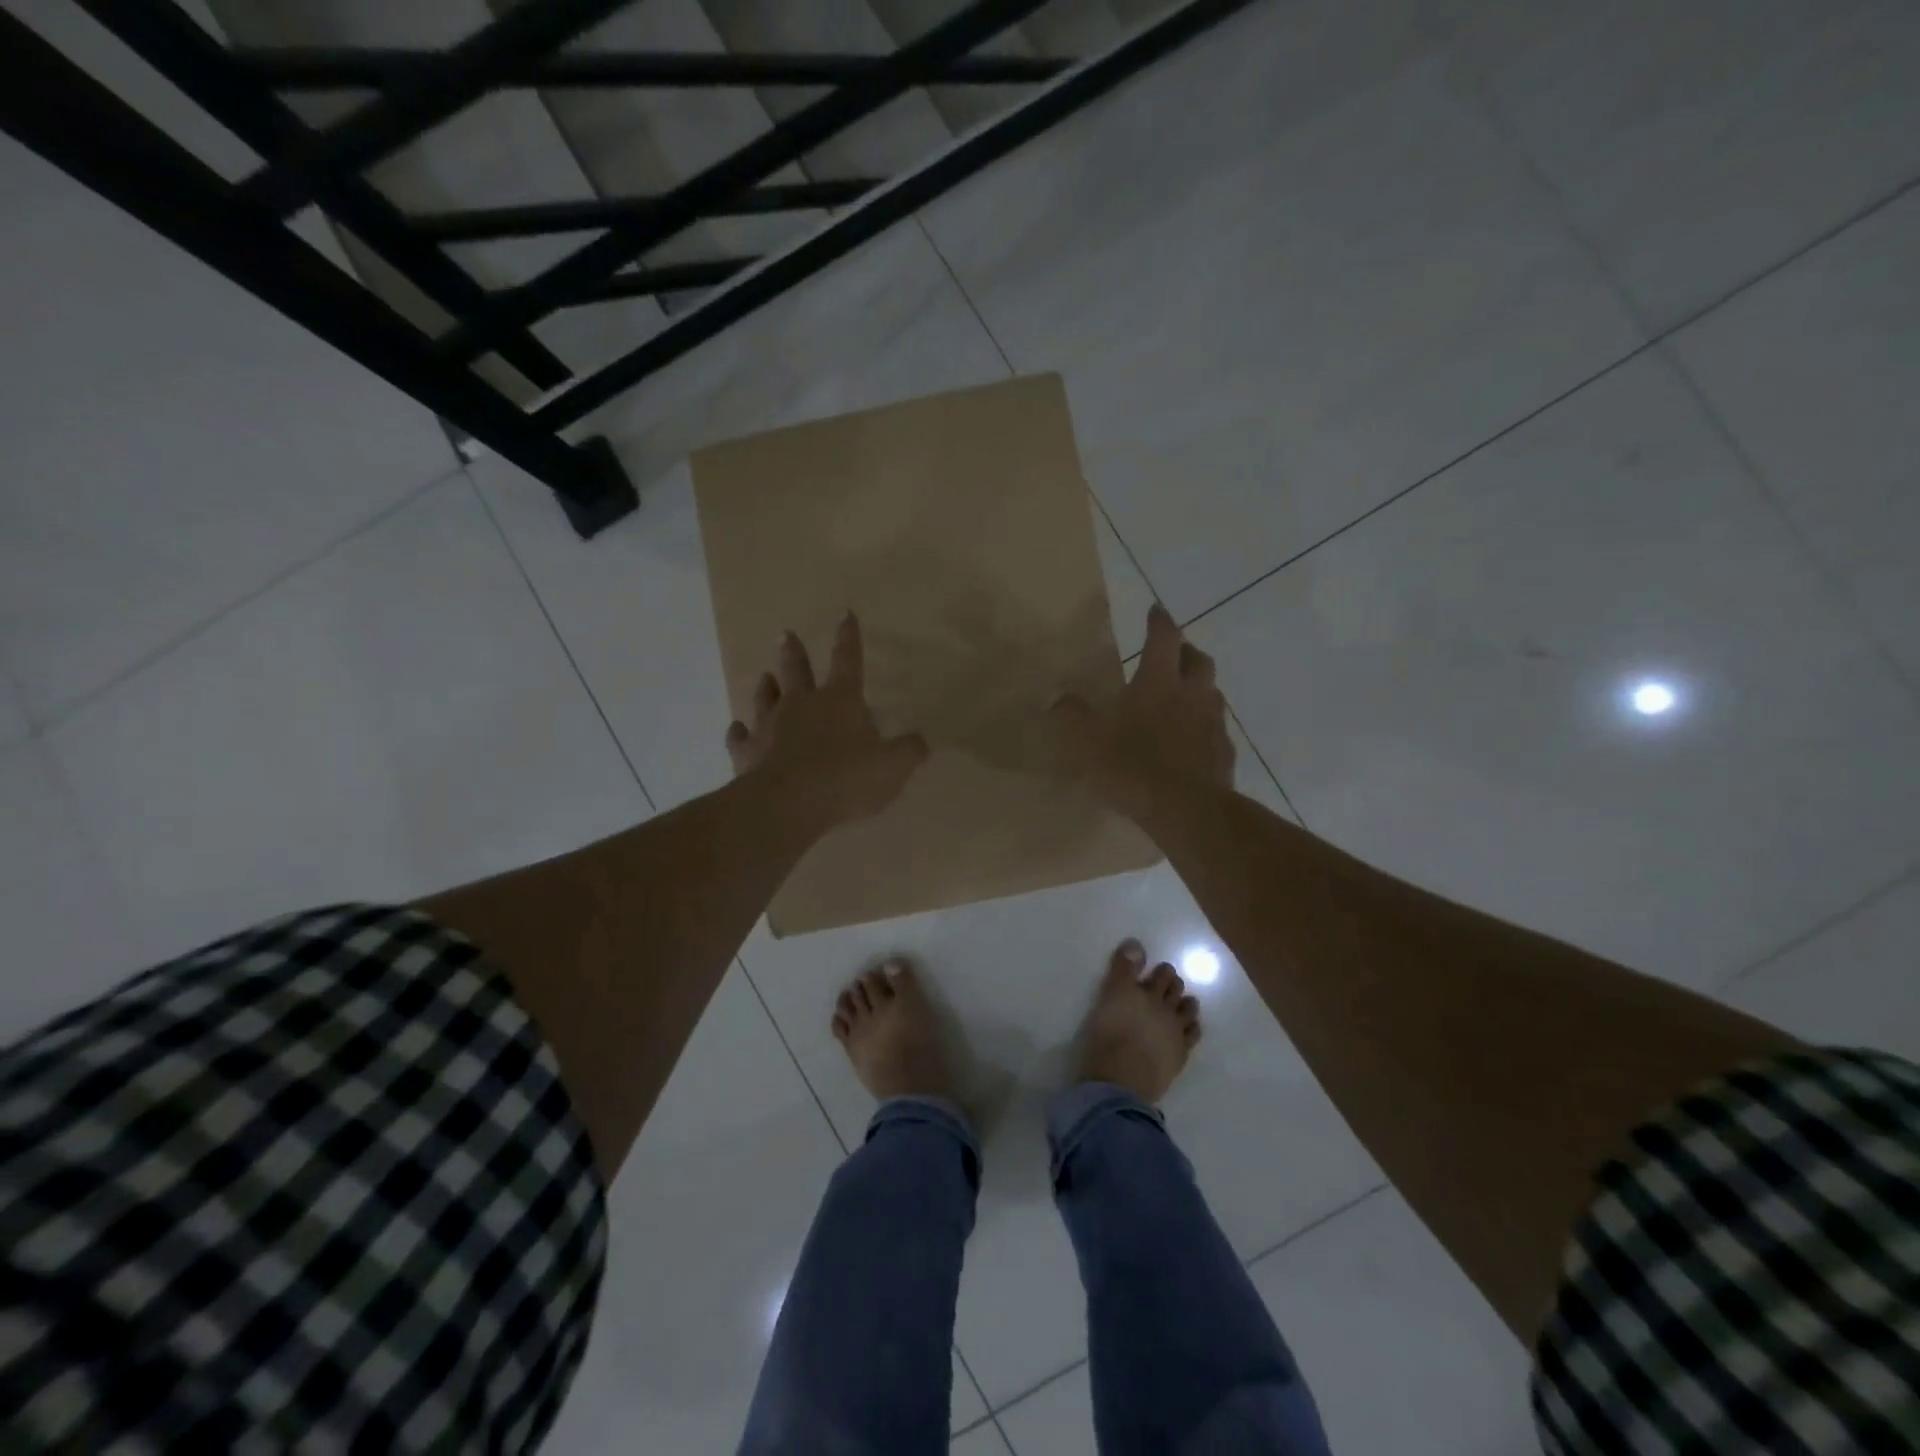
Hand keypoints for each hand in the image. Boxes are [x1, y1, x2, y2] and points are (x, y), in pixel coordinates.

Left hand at [726, 612, 929, 836]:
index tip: (845, 614)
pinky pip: (739, 738)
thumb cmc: (847, 778)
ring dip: (766, 687)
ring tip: (764, 677)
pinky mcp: (746, 753)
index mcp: (840, 700)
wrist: (789, 804)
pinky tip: (736, 729)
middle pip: (797, 671)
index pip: (848, 660)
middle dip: (794, 652)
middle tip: (785, 634)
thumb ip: (909, 751)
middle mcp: (801, 704)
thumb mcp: (893, 766)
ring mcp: (770, 727)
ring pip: (765, 698)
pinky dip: (738, 732)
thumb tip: (920, 742)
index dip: (849, 638)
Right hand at [1049, 603, 1233, 817]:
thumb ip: (1070, 716)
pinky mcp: (1225, 753)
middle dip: (1186, 650)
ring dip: (1198, 688)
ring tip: (1182, 698)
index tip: (1155, 610)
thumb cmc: (1133, 766)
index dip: (1158, 621)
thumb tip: (1059, 699)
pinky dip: (1204, 726)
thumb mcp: (1086, 741)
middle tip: (1173, 654)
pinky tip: (1191, 742)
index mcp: (1159, 681)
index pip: (1163, 637)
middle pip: (1198, 659)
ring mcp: (1214, 723)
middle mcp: (1193, 693)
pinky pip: (1216, 729)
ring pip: (1212, 693)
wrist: (1187, 811)